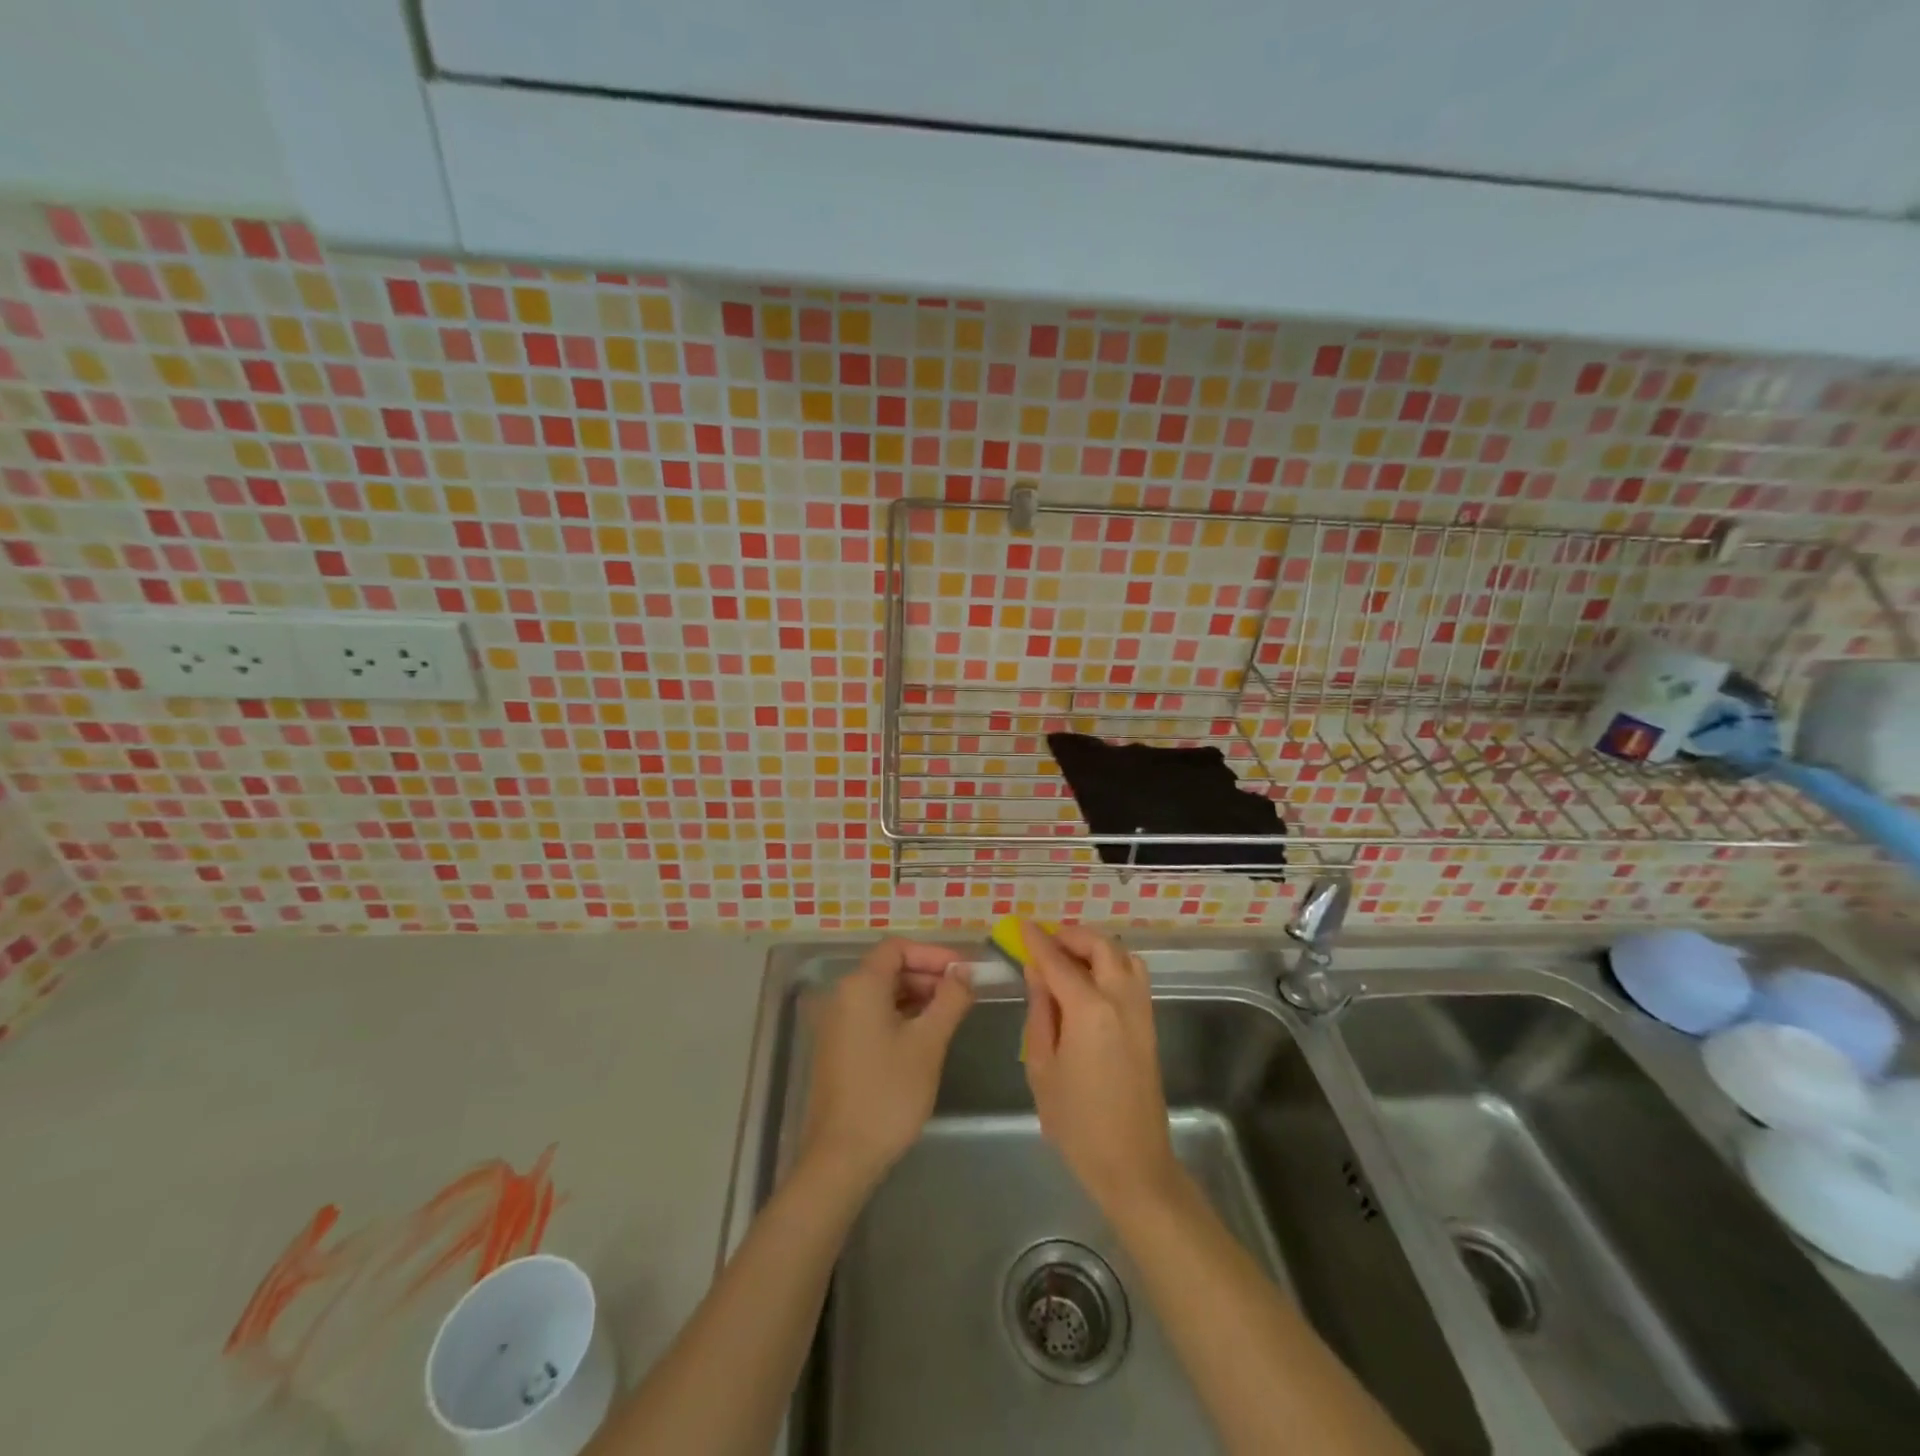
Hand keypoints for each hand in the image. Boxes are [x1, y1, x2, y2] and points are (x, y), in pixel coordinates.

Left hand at [800, 938, 973, 1191]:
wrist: (842, 1156)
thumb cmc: (889, 1092)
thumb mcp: (928, 1042)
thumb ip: (950, 1000)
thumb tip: (965, 972)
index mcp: (861, 985)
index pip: (898, 948)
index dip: (933, 953)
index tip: (964, 971)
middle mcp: (843, 995)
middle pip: (889, 967)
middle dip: (928, 974)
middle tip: (963, 993)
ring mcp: (837, 1021)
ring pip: (882, 992)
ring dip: (917, 995)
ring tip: (951, 1013)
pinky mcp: (838, 1045)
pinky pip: (872, 1014)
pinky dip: (900, 1014)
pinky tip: (925, 1034)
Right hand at [1020, 923, 1182, 1213]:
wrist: (1133, 1164)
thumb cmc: (1077, 1122)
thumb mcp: (1042, 1067)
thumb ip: (1040, 1012)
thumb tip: (1036, 973)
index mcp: (1089, 1010)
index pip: (1058, 961)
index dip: (1037, 941)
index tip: (1021, 925)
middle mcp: (1121, 1000)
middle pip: (1101, 947)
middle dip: (1071, 937)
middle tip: (1045, 942)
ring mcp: (1141, 1011)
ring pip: (1123, 957)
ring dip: (1096, 948)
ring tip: (1069, 959)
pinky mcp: (1149, 1025)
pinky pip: (1133, 976)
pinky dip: (1112, 964)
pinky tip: (1090, 983)